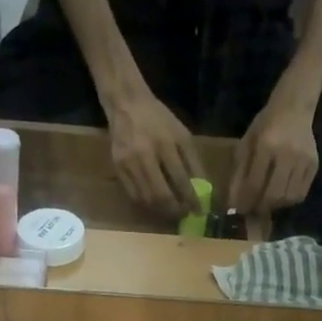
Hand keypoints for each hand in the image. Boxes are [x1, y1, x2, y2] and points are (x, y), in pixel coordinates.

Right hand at [107, 92, 202, 213]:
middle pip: (161, 195)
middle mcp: (145, 156)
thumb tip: (203, 190)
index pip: (181, 180)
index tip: (199, 212)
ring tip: (172, 211)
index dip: (191, 200)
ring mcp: (128, 164)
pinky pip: (134, 195)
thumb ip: (193, 162)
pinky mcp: (118, 168)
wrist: (126, 105)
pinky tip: (155, 204)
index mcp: (165, 144)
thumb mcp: (182, 135)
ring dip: (161, 211)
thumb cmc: (159, 119)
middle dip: (175, 210)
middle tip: (184, 215)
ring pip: (146, 199)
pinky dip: (147, 204)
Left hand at [228, 93, 317, 214]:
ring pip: (289, 197)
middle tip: (253, 209)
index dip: (246, 201)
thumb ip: (239, 173)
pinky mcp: (314, 164)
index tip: (239, 210)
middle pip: (274, 195)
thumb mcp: (246, 143)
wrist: (294, 108)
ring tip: (267, 201)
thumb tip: (233, 202)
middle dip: (261, 207)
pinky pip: (301, 193)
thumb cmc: (266, 125)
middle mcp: (288, 154)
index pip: (255, 184)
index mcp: (267, 146)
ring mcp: (304, 160)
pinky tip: (281, 194)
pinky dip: (289, 199)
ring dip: (276, 205)